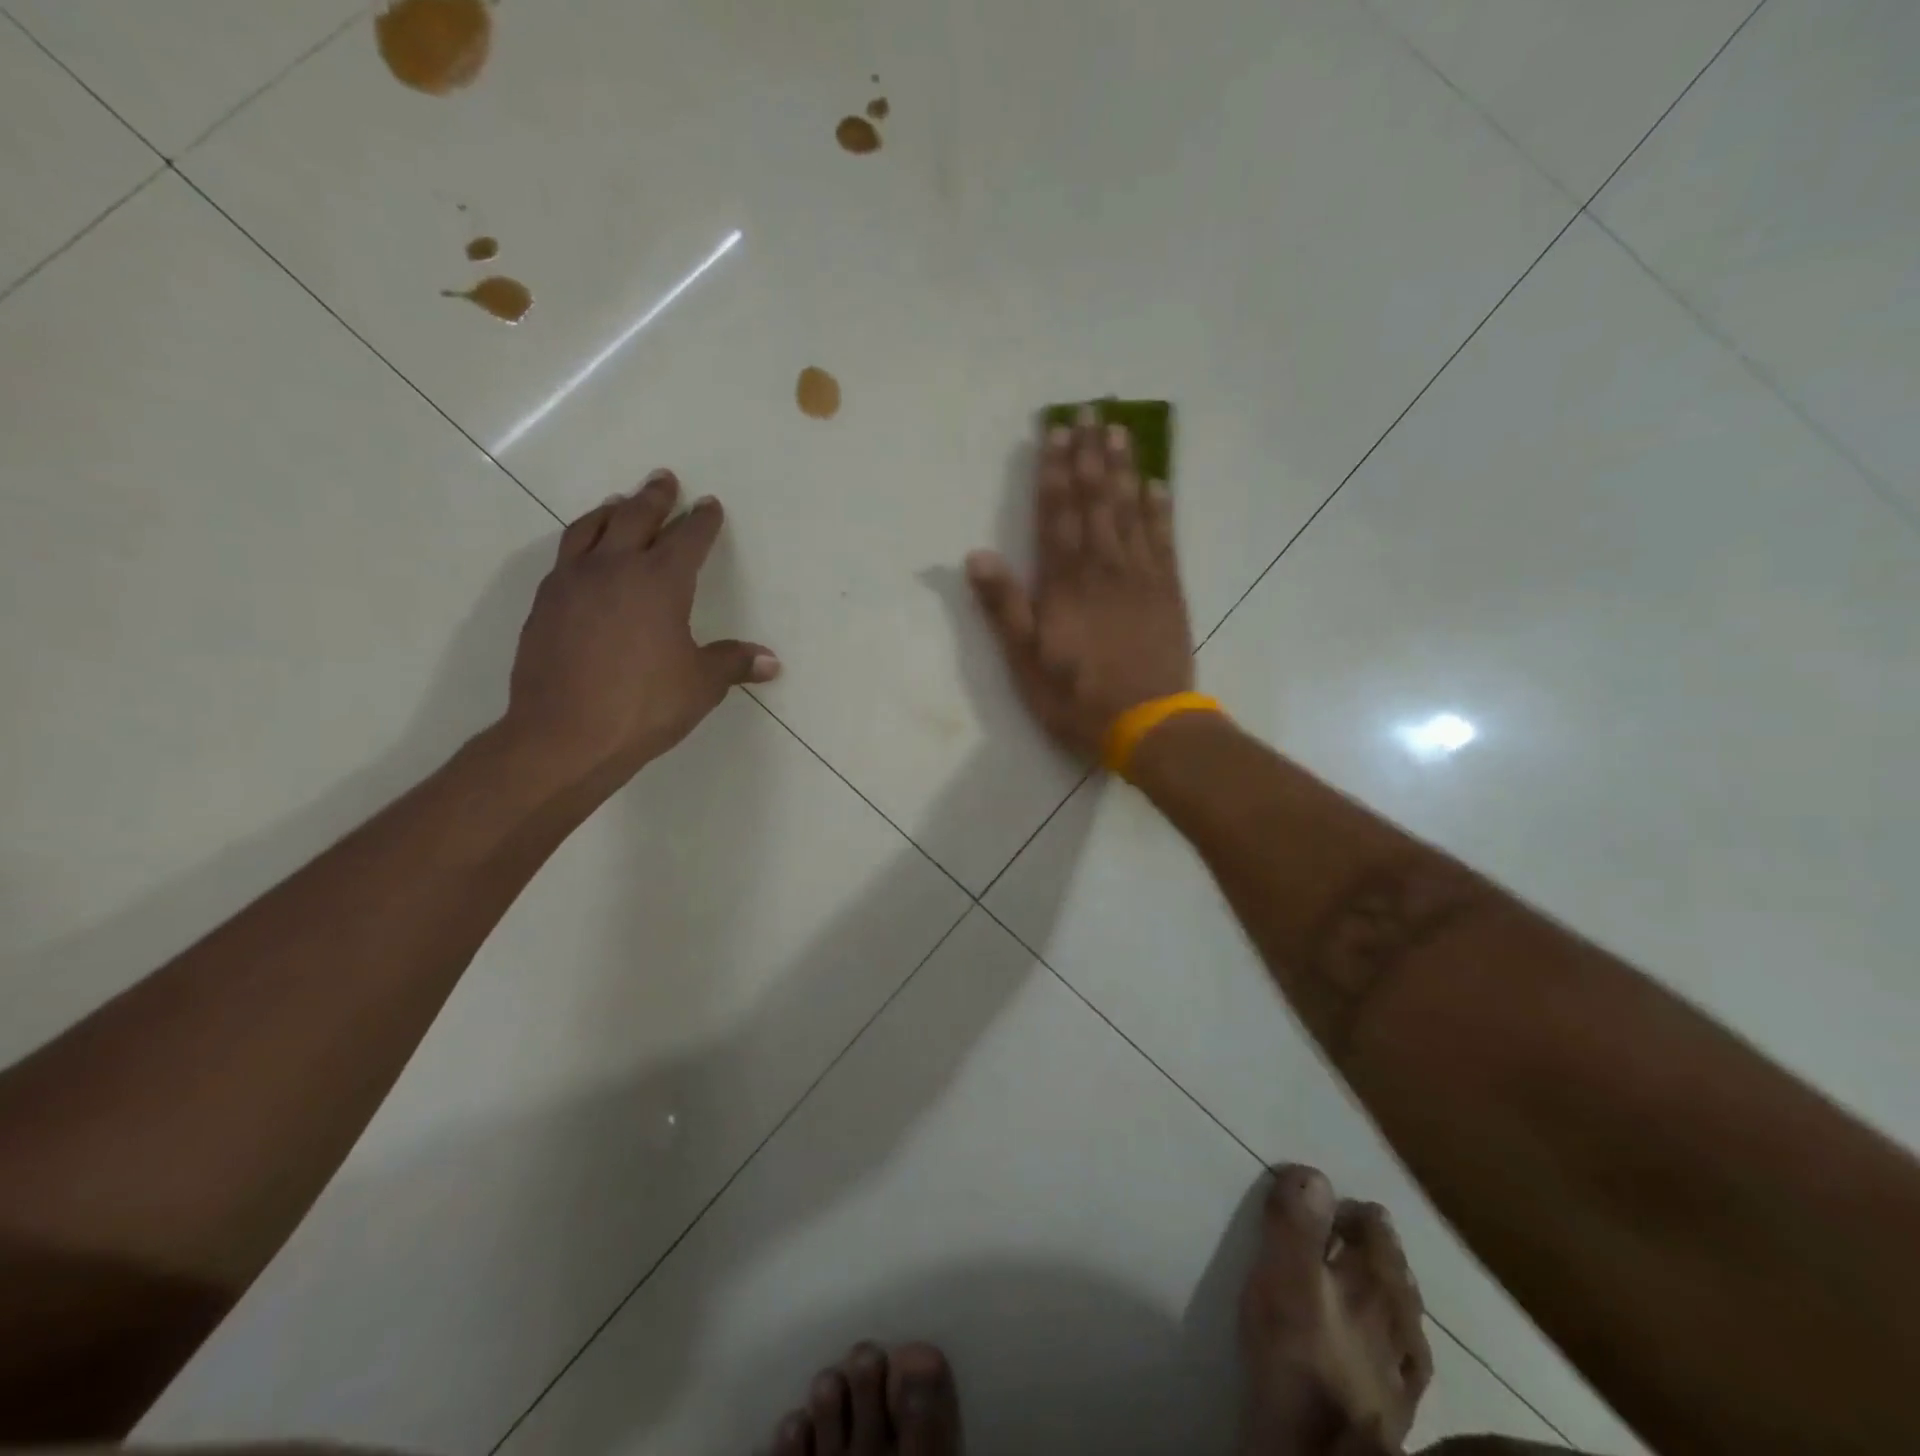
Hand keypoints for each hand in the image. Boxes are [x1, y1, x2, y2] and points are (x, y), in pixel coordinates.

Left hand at [503, 471, 777, 789]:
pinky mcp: (545, 604)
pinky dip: (583, 541)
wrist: (565, 735)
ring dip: (611, 510)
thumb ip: (733, 663)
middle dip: (655, 498)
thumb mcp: (701, 685)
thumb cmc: (645, 706)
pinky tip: (586, 556)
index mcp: (660, 582)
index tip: (709, 505)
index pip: (687, 539)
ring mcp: (572, 583)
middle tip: (664, 479)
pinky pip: (567, 556)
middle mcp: (614, 569)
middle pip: (635, 517)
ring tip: (620, 502)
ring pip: (591, 528)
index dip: (702, 521)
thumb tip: (771, 662)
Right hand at [966, 408, 1194, 760]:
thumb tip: (976, 555)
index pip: (1057, 514)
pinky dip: (1160, 508)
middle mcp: (1104, 567)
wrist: (1148, 723)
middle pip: (1095, 501)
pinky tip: (1158, 483)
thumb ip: (1004, 607)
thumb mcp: (1025, 662)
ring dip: (1124, 469)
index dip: (1055, 471)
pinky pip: (1164, 538)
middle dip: (1090, 455)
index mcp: (1065, 582)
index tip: (1057, 431)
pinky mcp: (1169, 591)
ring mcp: (1141, 576)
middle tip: (1092, 410)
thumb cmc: (1077, 697)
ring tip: (1120, 432)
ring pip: (1130, 510)